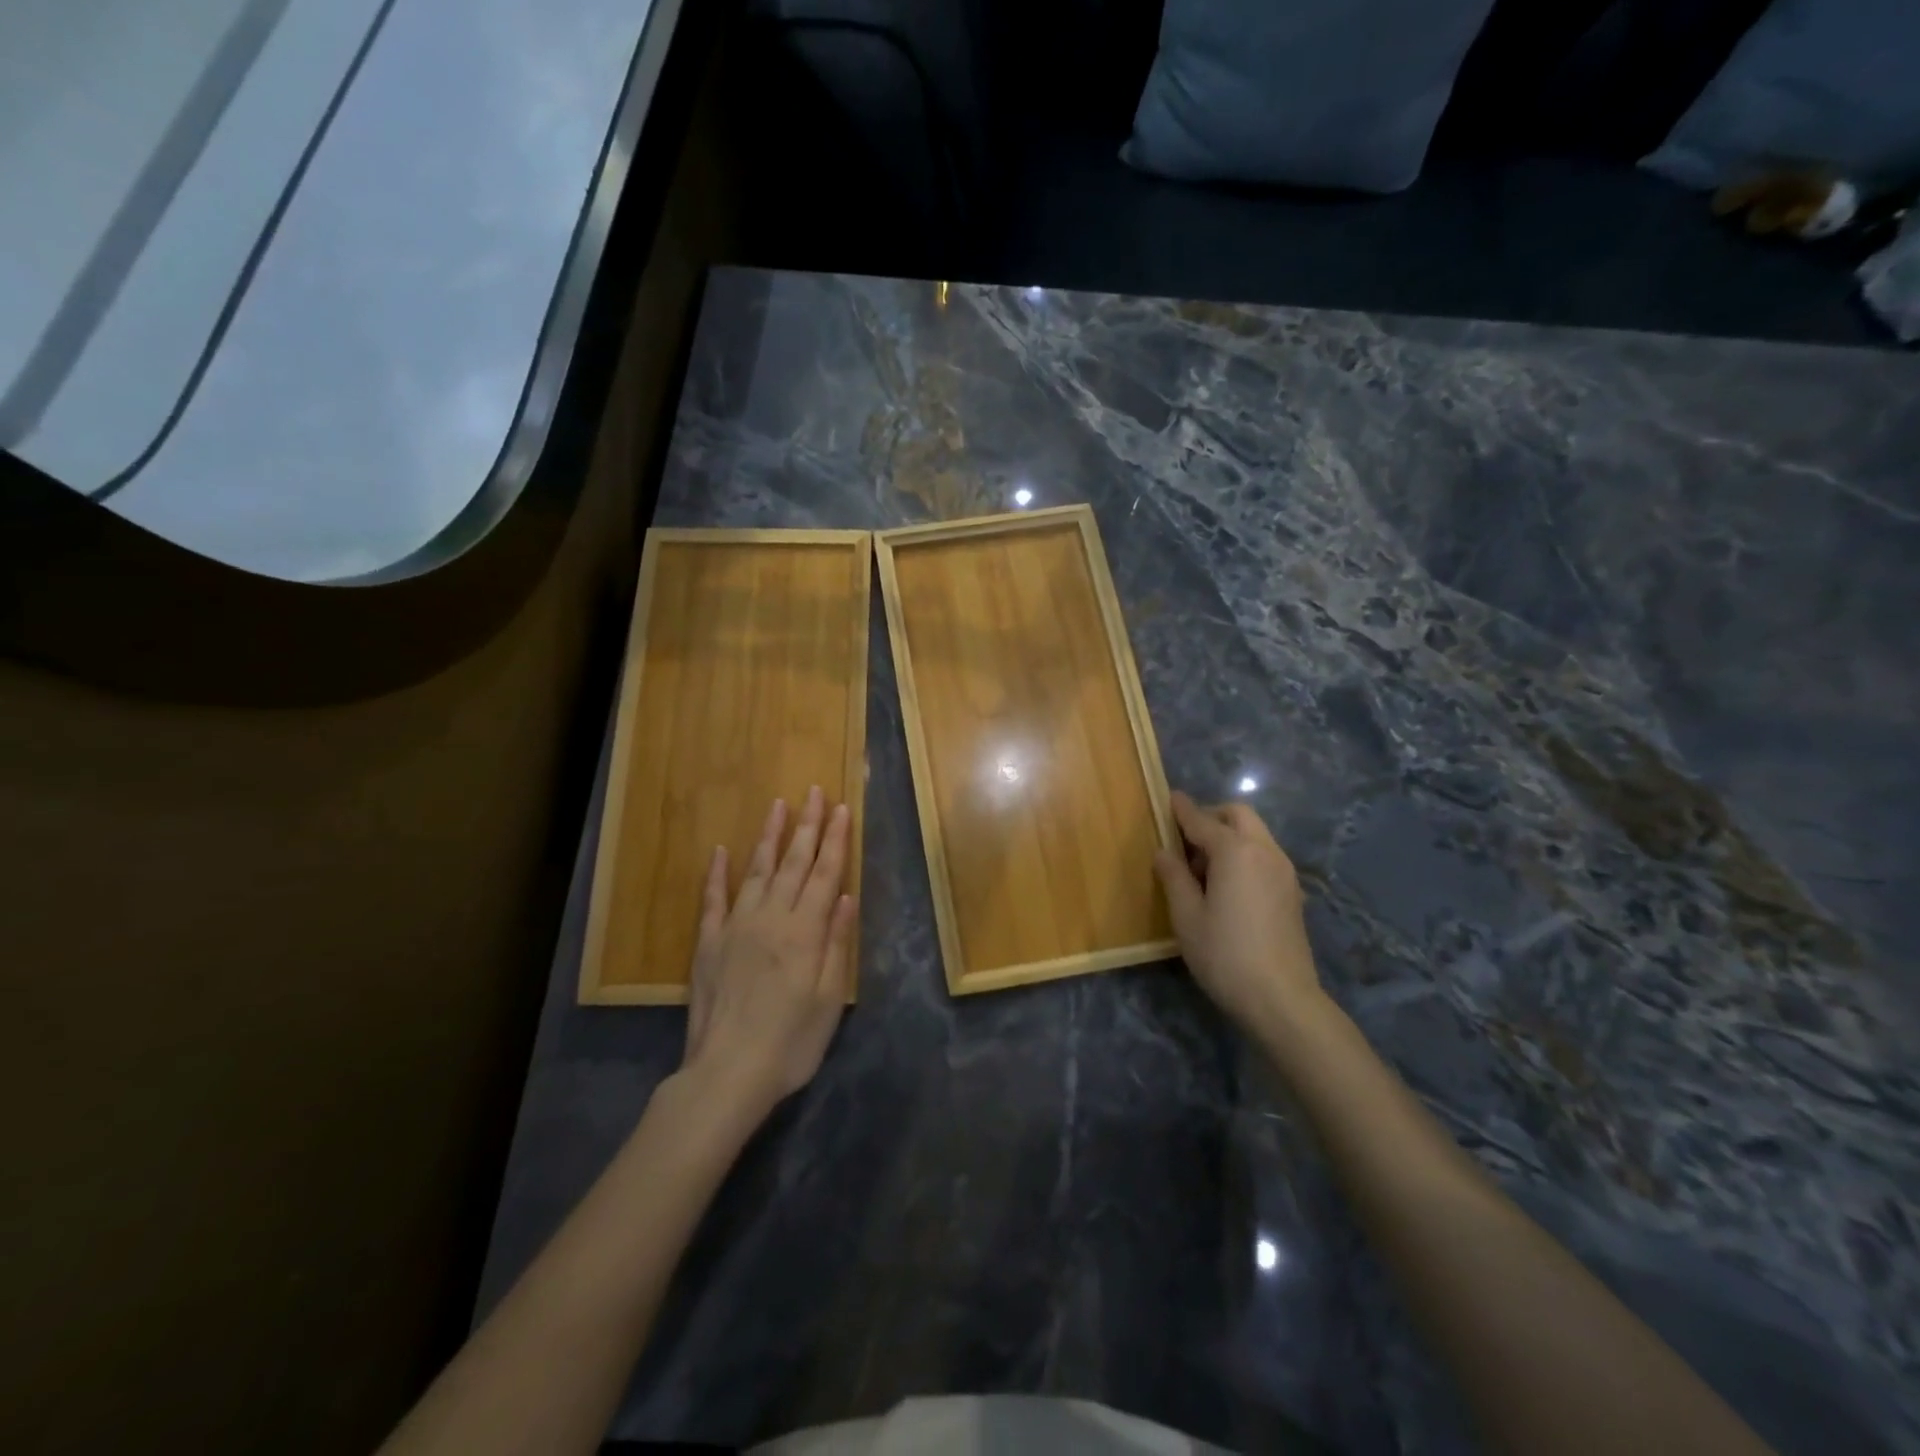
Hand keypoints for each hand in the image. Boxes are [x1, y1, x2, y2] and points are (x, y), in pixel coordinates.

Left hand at [681, 788, 856, 1119]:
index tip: (842, 808)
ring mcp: (736, 926)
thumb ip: (837, 943)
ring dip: (769, 837)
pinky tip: (721, 851)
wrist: (727, 1073)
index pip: (825, 873)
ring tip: (779, 805)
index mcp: (805, 931)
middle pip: (794, 862)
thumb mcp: (830, 999)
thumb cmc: (791, 1042)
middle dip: (808, 825)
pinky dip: (717, 873)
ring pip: (757, 870)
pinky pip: (714, 899)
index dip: (836, 839)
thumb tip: (846, 896)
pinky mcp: (709, 943)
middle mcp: (772, 918)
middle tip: (815, 792)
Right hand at [1154, 791, 1327, 1044]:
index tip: (1169, 798)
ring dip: (1229, 836)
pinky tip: (1227, 886)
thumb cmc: (1224, 954)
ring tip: (1203, 869)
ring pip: (1255, 834)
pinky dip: (1244, 854)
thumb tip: (1164, 852)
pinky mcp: (1292, 892)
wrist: (1281, 998)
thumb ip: (1174, 877)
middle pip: (1238, 815)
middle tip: (1185, 840)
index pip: (1202, 820)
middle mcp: (1264, 851)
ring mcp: (1284, 871)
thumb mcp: (1187, 916)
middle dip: (1211, 817)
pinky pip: (1264, 855)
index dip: (1182, 810)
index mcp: (1235, 851)